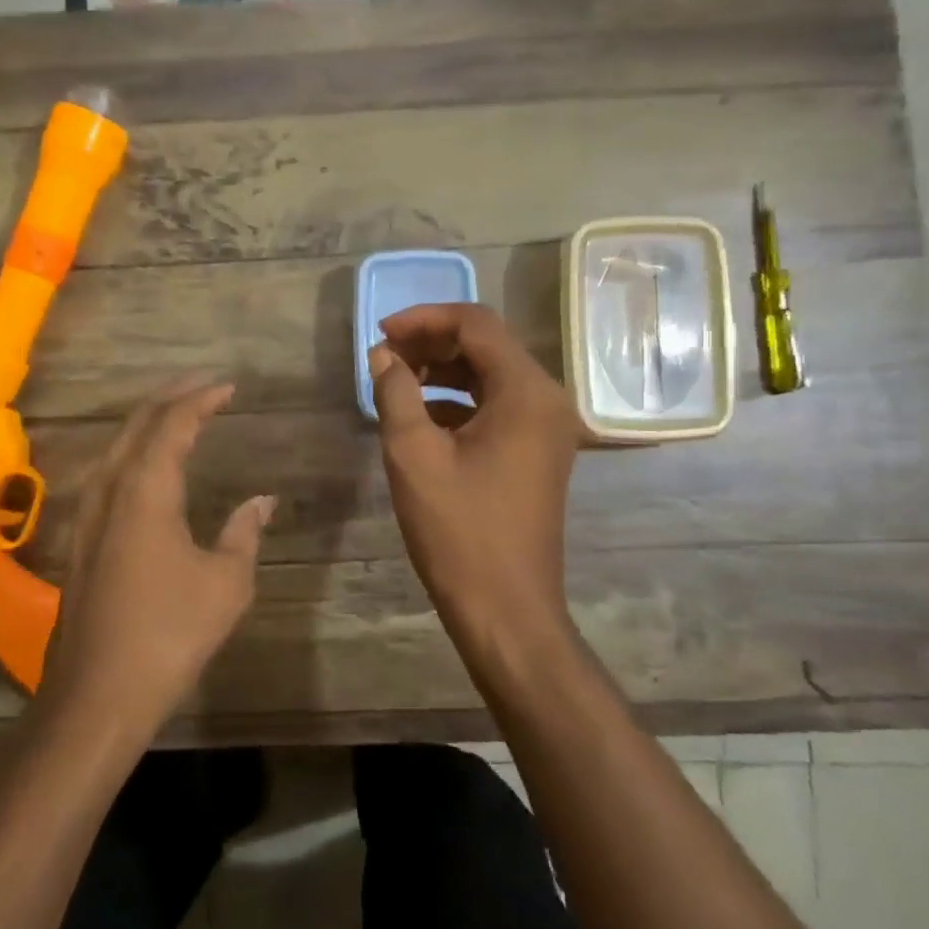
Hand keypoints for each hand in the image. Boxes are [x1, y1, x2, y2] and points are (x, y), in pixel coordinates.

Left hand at [40, 377, 274, 733]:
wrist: (98, 693)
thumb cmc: (170, 633)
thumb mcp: (226, 582)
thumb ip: (244, 532)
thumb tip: (263, 500)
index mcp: (145, 490)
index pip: (173, 424)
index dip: (201, 399)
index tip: (228, 387)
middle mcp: (110, 490)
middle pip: (137, 425)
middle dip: (171, 398)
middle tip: (203, 386)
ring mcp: (88, 514)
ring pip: (116, 447)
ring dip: (147, 423)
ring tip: (178, 414)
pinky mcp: (80, 539)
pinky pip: (107, 473)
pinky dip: (132, 452)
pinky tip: (144, 466)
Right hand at [369, 303, 581, 656]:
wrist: (506, 610)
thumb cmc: (459, 531)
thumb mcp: (414, 455)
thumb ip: (396, 392)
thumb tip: (383, 355)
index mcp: (526, 391)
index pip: (476, 324)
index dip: (424, 319)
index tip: (380, 333)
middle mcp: (547, 400)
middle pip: (488, 346)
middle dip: (433, 342)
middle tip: (384, 357)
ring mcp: (548, 429)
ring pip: (492, 376)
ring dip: (444, 371)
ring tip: (396, 382)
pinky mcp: (538, 453)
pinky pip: (498, 407)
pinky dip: (459, 401)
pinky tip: (421, 417)